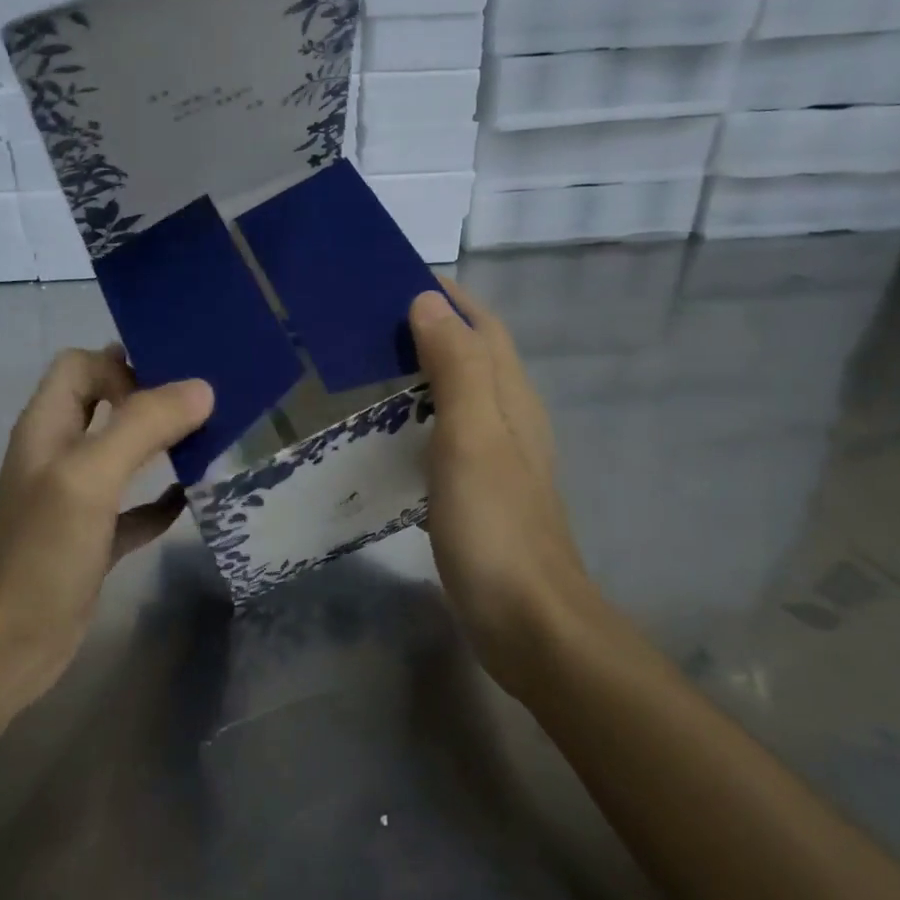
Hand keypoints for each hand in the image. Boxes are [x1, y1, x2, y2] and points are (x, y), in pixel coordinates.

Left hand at [0, 347, 213, 715]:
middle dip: (152, 398)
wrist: (5, 646)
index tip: (171, 386)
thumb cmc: (40, 552)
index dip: (121, 365)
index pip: (81, 366)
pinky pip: (133, 508)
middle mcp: (60, 454)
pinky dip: (160, 500)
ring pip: (123, 454)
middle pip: (106, 404)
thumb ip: (142, 427)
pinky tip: (191, 501)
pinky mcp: (93, 540)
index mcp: (48, 426)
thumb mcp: (89, 478)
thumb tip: (201, 389)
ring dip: (162, 446)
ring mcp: (75, 499)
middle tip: (208, 405)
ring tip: (212, 441)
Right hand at [410, 284, 602, 694]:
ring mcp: (500, 459)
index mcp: (512, 399)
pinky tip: (393, 432)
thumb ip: (455, 369)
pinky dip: (422, 415)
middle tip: (370, 321)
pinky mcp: (482, 493)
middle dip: (433, 327)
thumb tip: (429, 302)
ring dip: (426, 370)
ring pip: (463, 394)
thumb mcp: (471, 437)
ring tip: (373, 365)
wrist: (528, 620)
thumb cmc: (494, 525)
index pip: (484, 327)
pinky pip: (451, 434)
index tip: (396, 278)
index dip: (449, 298)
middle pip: (475, 356)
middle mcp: (512, 420)